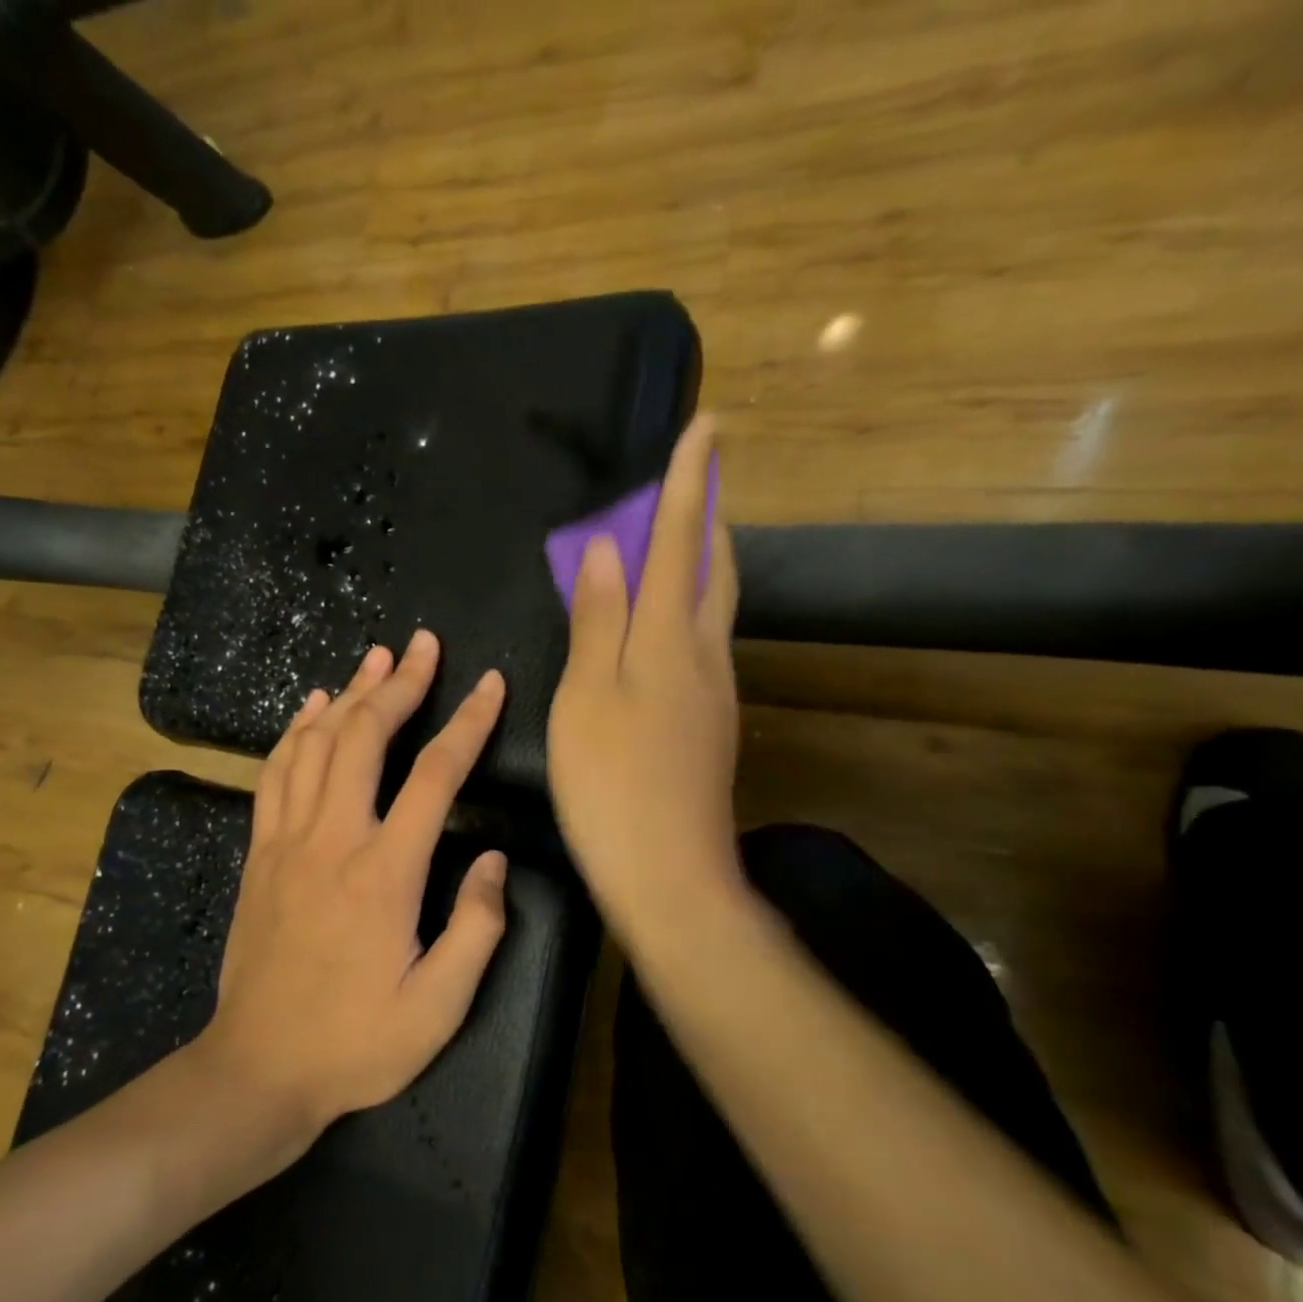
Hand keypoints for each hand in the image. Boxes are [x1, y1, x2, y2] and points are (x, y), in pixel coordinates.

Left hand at [199, 631, 509, 1133]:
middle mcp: (333, 840)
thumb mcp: (439, 1007)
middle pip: (365, 737)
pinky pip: (276, 773)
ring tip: (376, 658)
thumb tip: (494, 860)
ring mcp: (288, 842)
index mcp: (385, 872)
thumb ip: (476, 928)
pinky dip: (296, 731)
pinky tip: (312, 706)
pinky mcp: (260, 853)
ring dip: (349, 694)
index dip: (469, 723)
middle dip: (399, 684)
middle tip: (423, 645)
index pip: (436, 775)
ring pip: (316, 744)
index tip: (491, 684)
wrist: (257, 1072)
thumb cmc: (356, 1044)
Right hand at [547, 415, 744, 950]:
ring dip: (701, 560)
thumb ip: (598, 618)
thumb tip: (603, 547)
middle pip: (713, 568)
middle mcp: (705, 655)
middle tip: (692, 480)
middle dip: (706, 515)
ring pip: (714, 607)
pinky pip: (703, 642)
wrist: (670, 875)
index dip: (688, 482)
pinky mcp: (711, 724)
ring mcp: (715, 692)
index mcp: (670, 639)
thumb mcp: (587, 696)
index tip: (705, 425)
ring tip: (676, 538)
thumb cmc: (613, 784)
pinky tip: (664, 624)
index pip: (681, 541)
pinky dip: (688, 609)